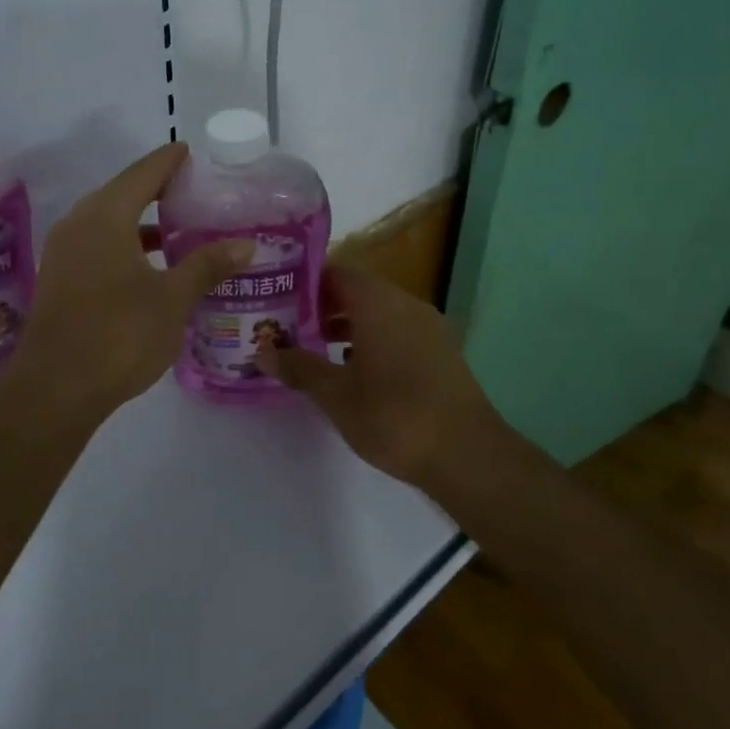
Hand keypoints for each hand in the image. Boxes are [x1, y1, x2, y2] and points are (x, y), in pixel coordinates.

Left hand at [2, 143, 253, 423]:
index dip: (169, 161)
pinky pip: (97, 245)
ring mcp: (64, 252)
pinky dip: (125, 244)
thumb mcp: (171, 299)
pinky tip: (150, 266)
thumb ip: (206, 265)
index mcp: (105, 216)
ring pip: (108, 222)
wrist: (55, 388)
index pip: (143, 174)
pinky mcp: (60, 279)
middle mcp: (78, 224)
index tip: (191, 152)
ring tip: (180, 229)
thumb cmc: (118, 335)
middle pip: (122, 193)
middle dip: (157, 190)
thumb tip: (246, 243)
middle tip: (195, 192)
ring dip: (141, 221)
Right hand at [256, 265, 498, 486]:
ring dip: (346, 327)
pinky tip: (354, 372)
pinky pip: (398, 334)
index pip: (335, 273)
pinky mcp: (442, 354)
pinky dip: (372, 342)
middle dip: (321, 307)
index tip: (276, 297)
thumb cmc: (393, 414)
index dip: (304, 282)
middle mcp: (406, 305)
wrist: (467, 455)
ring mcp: (429, 329)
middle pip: (356, 292)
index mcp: (378, 302)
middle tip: (286, 325)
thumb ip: (298, 367)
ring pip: (378, 314)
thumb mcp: (335, 393)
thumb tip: (262, 351)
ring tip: (313, 349)